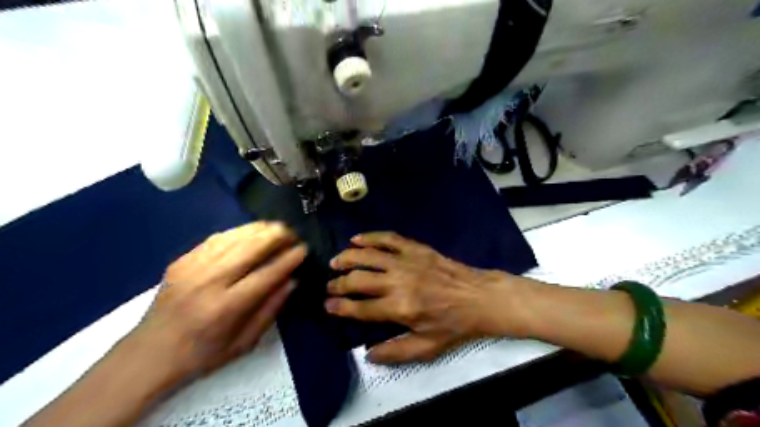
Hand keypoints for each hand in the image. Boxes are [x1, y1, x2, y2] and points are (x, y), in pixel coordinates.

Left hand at [132, 221, 304, 378]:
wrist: (149, 353)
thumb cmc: (203, 354)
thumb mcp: (245, 342)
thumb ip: (271, 309)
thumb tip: (291, 280)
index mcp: (227, 307)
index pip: (267, 273)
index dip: (289, 258)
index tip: (304, 249)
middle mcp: (210, 281)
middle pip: (252, 247)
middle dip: (278, 235)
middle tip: (294, 235)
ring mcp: (193, 267)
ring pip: (236, 236)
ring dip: (262, 229)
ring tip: (278, 229)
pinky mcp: (182, 260)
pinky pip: (218, 238)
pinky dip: (240, 232)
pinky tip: (252, 232)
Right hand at [323, 233, 529, 363]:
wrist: (479, 297)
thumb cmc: (453, 324)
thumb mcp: (427, 347)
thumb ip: (395, 352)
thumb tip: (367, 354)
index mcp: (400, 308)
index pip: (360, 308)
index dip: (340, 307)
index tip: (327, 305)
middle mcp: (398, 282)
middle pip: (358, 280)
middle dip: (338, 283)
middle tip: (329, 285)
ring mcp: (406, 261)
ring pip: (368, 255)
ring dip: (347, 257)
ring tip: (335, 261)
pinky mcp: (415, 248)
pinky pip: (388, 238)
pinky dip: (370, 237)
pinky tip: (357, 239)